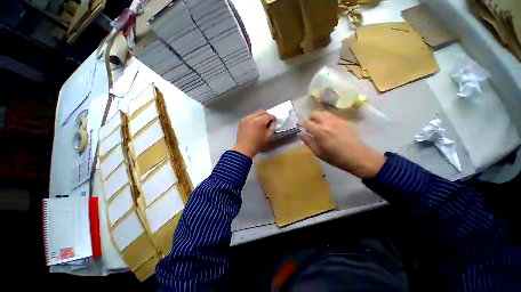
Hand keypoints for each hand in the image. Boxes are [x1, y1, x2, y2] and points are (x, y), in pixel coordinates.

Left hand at [232, 110, 275, 157]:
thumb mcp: (268, 136)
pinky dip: (253, 119)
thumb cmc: (257, 144)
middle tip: (268, 122)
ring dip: (259, 117)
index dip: (273, 118)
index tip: (274, 121)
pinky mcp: (242, 121)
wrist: (244, 149)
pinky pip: (250, 117)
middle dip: (266, 115)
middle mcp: (252, 117)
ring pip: (255, 113)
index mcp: (259, 121)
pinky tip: (254, 125)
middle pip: (262, 112)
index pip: (269, 115)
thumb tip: (274, 122)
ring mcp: (246, 119)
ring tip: (260, 124)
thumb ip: (272, 127)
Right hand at [299, 111, 385, 178]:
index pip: (306, 122)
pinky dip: (326, 118)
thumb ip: (309, 142)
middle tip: (309, 126)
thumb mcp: (318, 153)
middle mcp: (327, 122)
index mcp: (320, 131)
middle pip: (314, 113)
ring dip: (318, 117)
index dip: (300, 123)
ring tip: (318, 125)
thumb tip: (302, 135)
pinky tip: (328, 127)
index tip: (298, 126)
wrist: (359, 157)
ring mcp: (337, 120)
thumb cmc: (336, 158)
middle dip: (309, 118)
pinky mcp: (344, 121)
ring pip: (323, 112)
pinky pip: (332, 115)